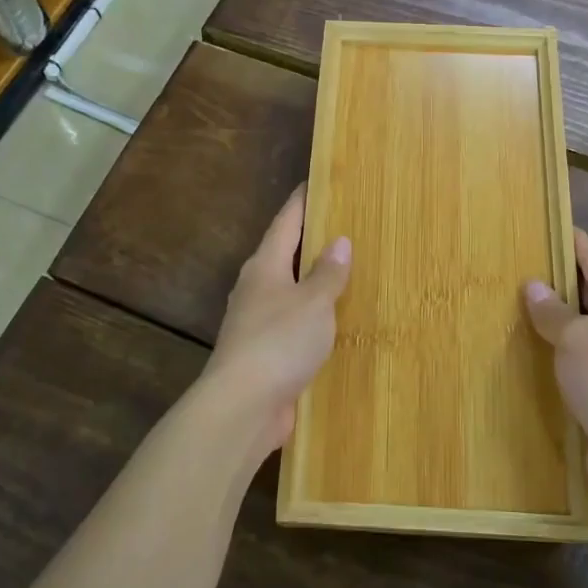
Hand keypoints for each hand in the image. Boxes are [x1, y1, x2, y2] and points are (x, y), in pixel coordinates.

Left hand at [199, 186, 350, 459]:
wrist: (243, 406)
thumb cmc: (279, 342)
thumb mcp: (312, 303)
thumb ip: (327, 274)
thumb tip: (339, 241)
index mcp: (265, 266)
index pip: (285, 222)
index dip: (301, 201)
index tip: (315, 181)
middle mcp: (257, 288)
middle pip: (284, 254)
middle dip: (309, 240)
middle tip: (342, 225)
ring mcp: (257, 322)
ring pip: (288, 290)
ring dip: (311, 281)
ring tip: (344, 272)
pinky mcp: (264, 353)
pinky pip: (293, 323)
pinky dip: (312, 317)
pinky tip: (332, 323)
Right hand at [524, 230, 587, 506]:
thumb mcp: (577, 339)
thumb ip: (553, 311)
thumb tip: (533, 286)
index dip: (567, 239)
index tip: (539, 223)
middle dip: (553, 279)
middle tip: (511, 265)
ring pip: (582, 326)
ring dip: (552, 318)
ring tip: (510, 304)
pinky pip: (578, 358)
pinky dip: (556, 351)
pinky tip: (528, 351)